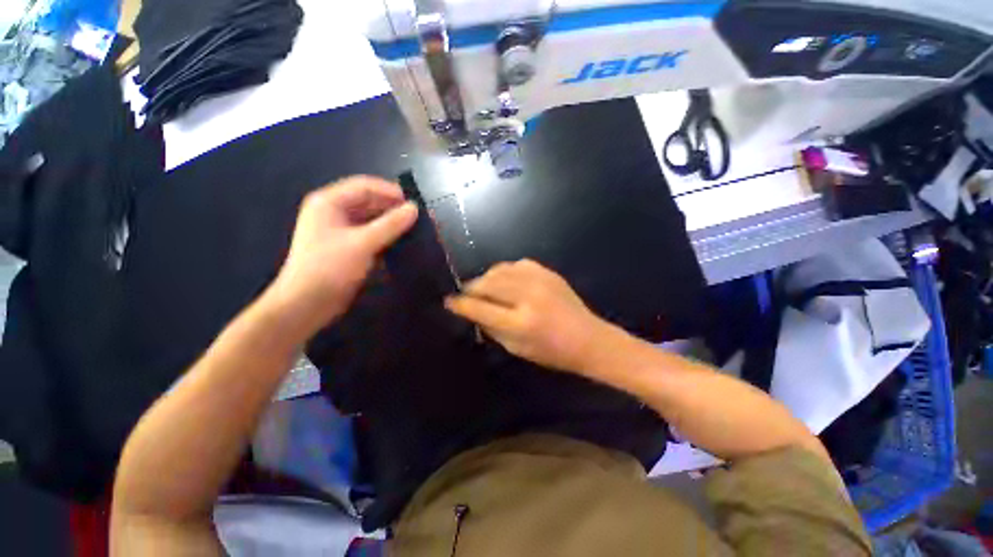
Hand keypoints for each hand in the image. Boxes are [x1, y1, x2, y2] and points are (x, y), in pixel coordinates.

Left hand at [265, 176, 417, 334]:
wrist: (307, 303)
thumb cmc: (330, 267)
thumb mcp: (362, 243)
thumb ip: (390, 224)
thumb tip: (414, 208)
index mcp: (329, 203)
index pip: (363, 186)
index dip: (389, 191)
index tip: (413, 202)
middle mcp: (333, 212)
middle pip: (367, 202)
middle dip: (391, 207)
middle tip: (416, 216)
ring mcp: (339, 231)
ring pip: (370, 219)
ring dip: (390, 222)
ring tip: (413, 228)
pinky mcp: (346, 247)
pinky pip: (369, 234)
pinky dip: (385, 235)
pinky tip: (401, 241)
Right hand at [445, 259, 610, 373]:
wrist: (589, 339)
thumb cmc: (552, 352)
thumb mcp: (517, 349)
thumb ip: (492, 328)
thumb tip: (473, 311)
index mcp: (520, 323)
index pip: (480, 309)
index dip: (461, 304)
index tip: (449, 301)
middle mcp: (528, 297)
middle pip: (488, 283)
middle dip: (471, 287)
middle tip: (466, 293)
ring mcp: (540, 280)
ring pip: (500, 270)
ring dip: (487, 278)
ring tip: (484, 286)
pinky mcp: (548, 272)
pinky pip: (517, 264)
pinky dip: (506, 271)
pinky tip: (506, 280)